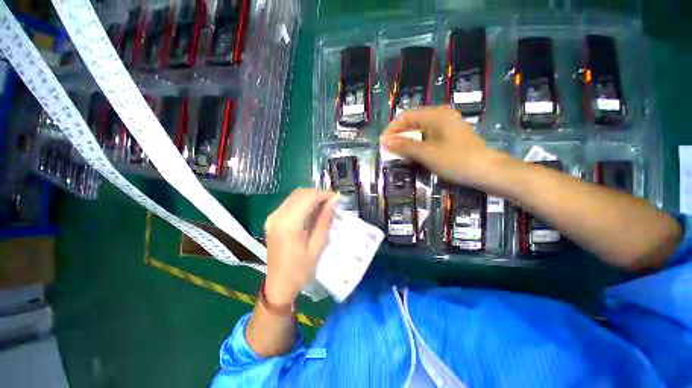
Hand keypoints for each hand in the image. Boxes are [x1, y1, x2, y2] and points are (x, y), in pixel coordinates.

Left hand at [263, 189, 338, 305]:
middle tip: (332, 202)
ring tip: (324, 206)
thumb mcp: (318, 245)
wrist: (278, 285)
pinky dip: (302, 202)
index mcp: (289, 223)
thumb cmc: (301, 270)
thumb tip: (334, 201)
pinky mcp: (272, 220)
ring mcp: (272, 217)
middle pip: (300, 193)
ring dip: (310, 197)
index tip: (337, 198)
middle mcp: (278, 215)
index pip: (308, 197)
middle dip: (318, 194)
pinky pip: (289, 203)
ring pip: (294, 196)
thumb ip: (325, 220)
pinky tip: (311, 210)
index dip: (324, 194)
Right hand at [380, 106, 508, 187]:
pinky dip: (418, 145)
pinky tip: (414, 155)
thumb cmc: (456, 160)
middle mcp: (441, 116)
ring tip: (398, 154)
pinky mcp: (450, 137)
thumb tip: (383, 141)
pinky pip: (428, 137)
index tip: (382, 144)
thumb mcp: (426, 153)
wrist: (488, 172)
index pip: (406, 116)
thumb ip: (404, 146)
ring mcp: (447, 127)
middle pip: (412, 122)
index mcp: (435, 115)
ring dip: (407, 141)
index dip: (392, 129)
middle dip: (399, 136)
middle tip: (388, 150)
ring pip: (419, 131)